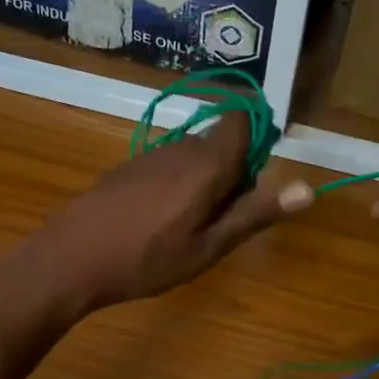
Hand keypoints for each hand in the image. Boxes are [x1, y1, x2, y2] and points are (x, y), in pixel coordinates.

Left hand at [33, 112, 313, 312]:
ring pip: (194, 156)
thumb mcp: (209, 247)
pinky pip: (169, 166)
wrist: (69, 259)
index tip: (254, 182)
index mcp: (206, 163)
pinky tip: (158, 224)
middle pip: (221, 143)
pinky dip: (178, 187)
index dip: (257, 140)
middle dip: (233, 174)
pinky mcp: (128, 168)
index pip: (242, 119)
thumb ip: (254, 214)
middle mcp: (181, 148)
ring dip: (204, 183)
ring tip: (189, 229)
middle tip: (221, 223)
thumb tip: (308, 188)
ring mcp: (150, 156)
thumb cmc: (146, 260)